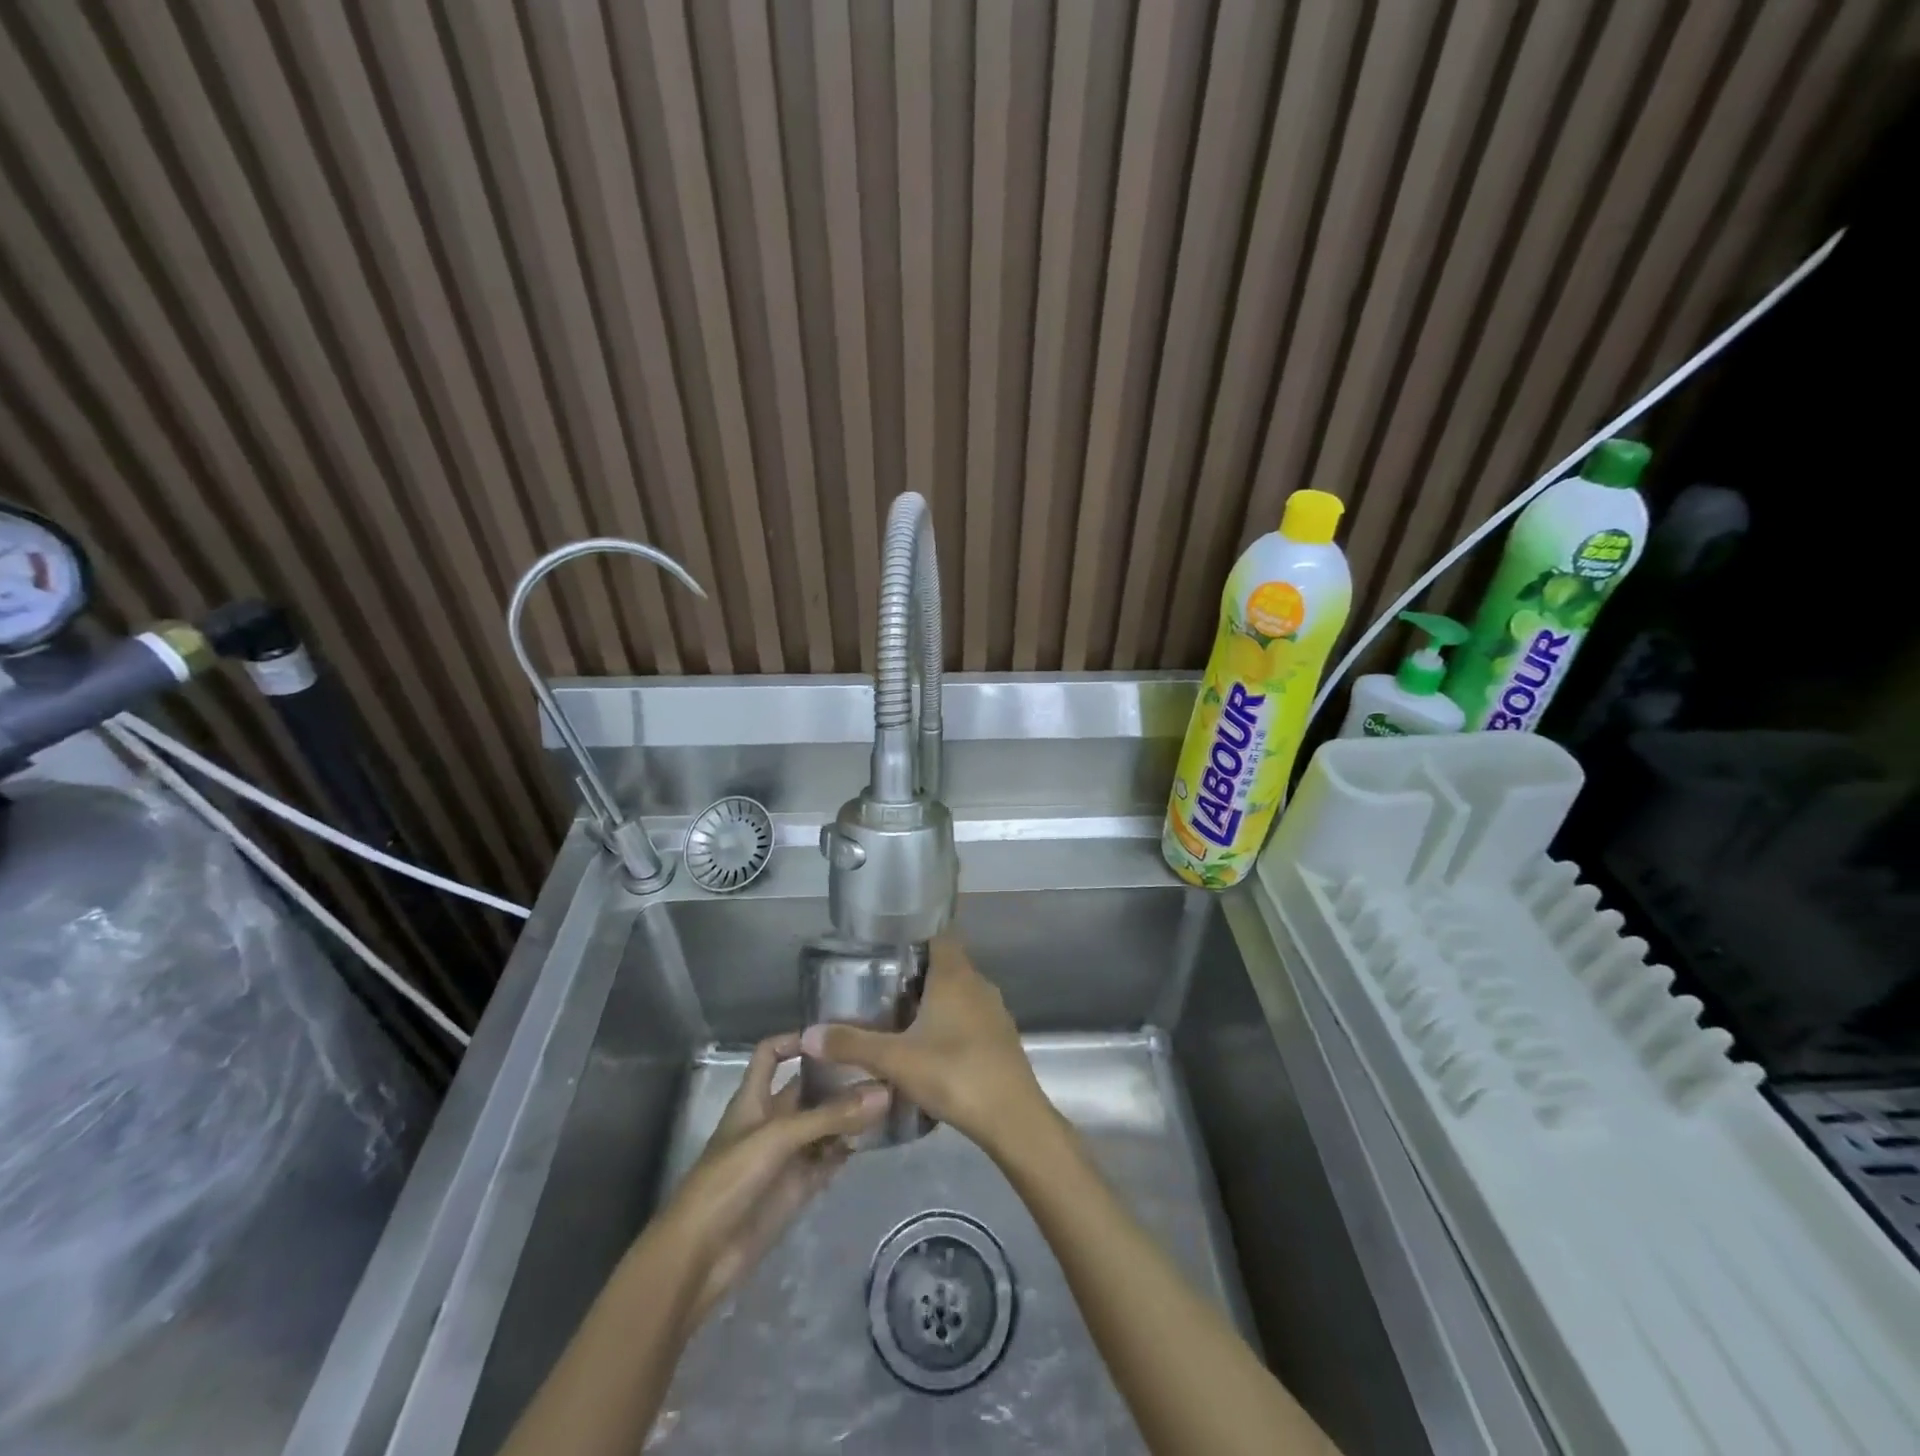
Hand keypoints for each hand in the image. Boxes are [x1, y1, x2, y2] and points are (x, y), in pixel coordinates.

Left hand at [659, 1033, 888, 1326]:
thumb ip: (830, 1116)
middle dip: (838, 1079)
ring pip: (823, 1124)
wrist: (701, 1257)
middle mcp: (772, 1120)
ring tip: (890, 1099)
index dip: (795, 1040)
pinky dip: (849, 1149)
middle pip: (807, 1089)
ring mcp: (786, 1155)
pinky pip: (829, 1160)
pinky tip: (876, 1138)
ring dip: (849, 1115)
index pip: (771, 1054)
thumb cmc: (729, 1180)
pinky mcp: (798, 1187)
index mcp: (754, 1099)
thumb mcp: (779, 1137)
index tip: (834, 1036)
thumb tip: (884, 1091)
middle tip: (881, 1066)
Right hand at [800, 935, 1049, 1155]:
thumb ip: (852, 1044)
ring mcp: (994, 1010)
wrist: (1012, 1118)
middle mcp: (978, 983)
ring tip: (900, 1017)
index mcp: (955, 975)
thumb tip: (808, 1034)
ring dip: (934, 999)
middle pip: (946, 963)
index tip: (885, 948)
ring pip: (959, 991)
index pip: (938, 935)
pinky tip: (931, 1046)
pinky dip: (951, 1021)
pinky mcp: (1001, 1036)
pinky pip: (971, 1015)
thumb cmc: (954, 1074)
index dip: (914, 936)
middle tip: (881, 986)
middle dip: (916, 972)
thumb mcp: (896, 1060)